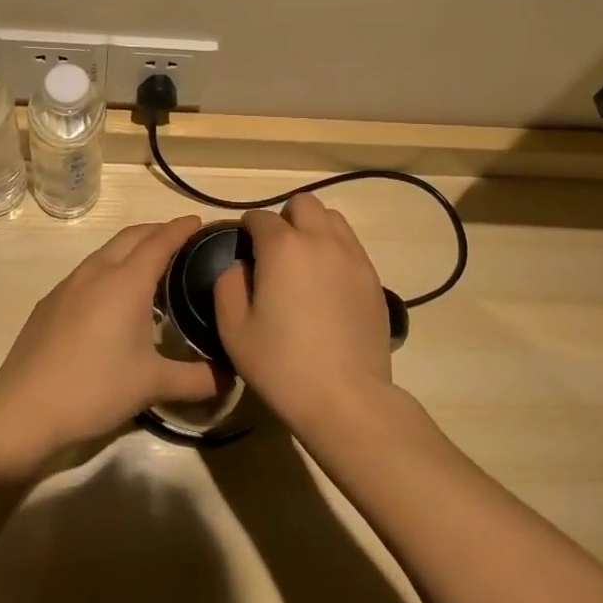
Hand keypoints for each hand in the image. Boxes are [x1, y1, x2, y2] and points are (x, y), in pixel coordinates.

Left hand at [0, 215, 225, 461]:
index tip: (198, 221)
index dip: (180, 228)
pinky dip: (109, 268)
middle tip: (180, 239)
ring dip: (131, 248)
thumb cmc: (95, 389)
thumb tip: (231, 377)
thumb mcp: (153, 385)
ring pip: (106, 252)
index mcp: (126, 282)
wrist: (23, 410)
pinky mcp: (50, 302)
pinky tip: (112, 298)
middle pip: (131, 236)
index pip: (160, 241)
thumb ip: (197, 379)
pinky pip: (88, 272)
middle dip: (157, 231)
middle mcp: (97, 272)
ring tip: (150, 267)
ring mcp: (69, 285)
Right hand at [213, 194, 393, 430]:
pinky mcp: (373, 279)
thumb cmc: (281, 365)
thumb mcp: (234, 329)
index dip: (247, 229)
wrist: (346, 398)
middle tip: (275, 252)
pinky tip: (327, 284)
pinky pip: (352, 246)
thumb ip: (228, 285)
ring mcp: (353, 257)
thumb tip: (242, 266)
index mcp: (283, 247)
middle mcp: (321, 240)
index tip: (243, 249)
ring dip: (314, 229)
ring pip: (333, 219)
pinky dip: (336, 250)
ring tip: (304, 262)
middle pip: (303, 204)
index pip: (260, 218)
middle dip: (285, 218)